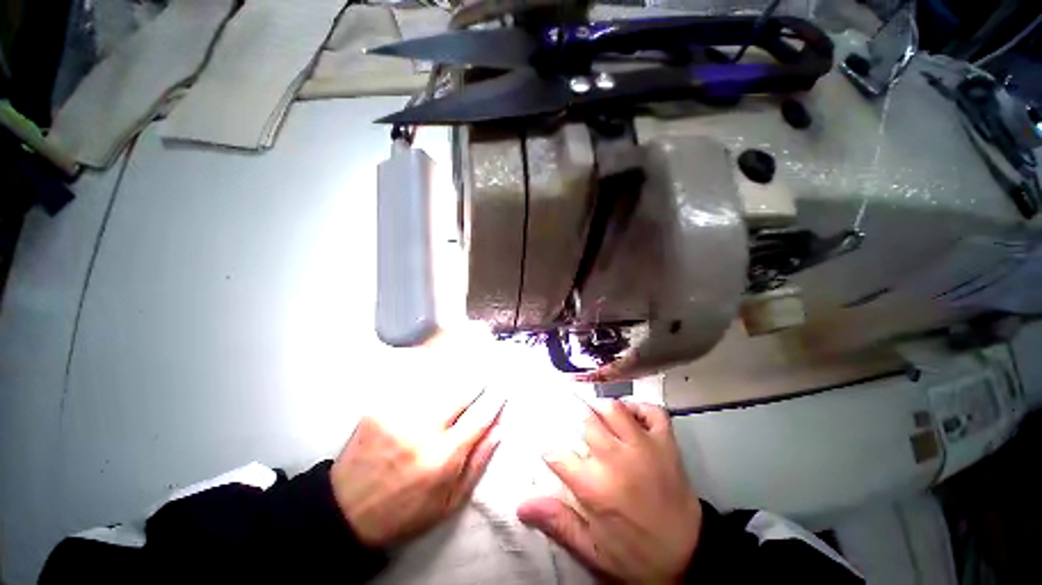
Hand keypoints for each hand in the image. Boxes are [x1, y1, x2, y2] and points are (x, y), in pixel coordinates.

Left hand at [330, 390, 504, 547]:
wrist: (345, 511)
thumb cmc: (405, 512)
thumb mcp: (449, 502)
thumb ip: (478, 463)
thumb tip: (499, 428)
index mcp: (442, 458)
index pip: (479, 417)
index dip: (495, 399)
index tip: (504, 387)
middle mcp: (422, 431)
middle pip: (460, 392)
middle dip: (478, 381)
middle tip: (487, 373)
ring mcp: (398, 415)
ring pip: (439, 384)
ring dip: (456, 379)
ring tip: (465, 375)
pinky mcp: (379, 409)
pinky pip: (414, 387)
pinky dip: (430, 382)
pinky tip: (435, 385)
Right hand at [517, 400, 701, 583]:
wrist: (689, 558)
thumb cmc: (635, 554)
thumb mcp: (592, 549)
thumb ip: (558, 522)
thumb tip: (522, 505)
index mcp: (595, 487)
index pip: (557, 454)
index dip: (548, 449)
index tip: (549, 449)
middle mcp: (616, 458)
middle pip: (585, 420)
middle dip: (574, 420)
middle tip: (574, 428)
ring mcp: (644, 446)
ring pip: (614, 408)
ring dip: (601, 409)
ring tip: (597, 417)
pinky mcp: (666, 443)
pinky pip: (651, 410)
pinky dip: (639, 407)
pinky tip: (630, 414)